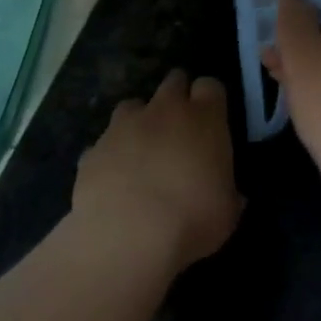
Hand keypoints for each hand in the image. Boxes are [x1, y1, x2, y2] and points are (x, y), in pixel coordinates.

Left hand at [71, 70, 241, 271]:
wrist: (127, 238)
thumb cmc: (193, 219)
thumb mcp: (228, 210)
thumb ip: (228, 190)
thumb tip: (228, 193)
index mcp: (205, 118)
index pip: (211, 86)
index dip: (211, 99)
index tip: (212, 118)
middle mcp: (164, 111)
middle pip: (173, 81)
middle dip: (178, 96)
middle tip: (181, 126)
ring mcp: (123, 127)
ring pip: (133, 105)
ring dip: (140, 120)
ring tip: (144, 149)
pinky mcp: (92, 150)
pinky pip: (104, 143)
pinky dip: (111, 154)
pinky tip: (115, 180)